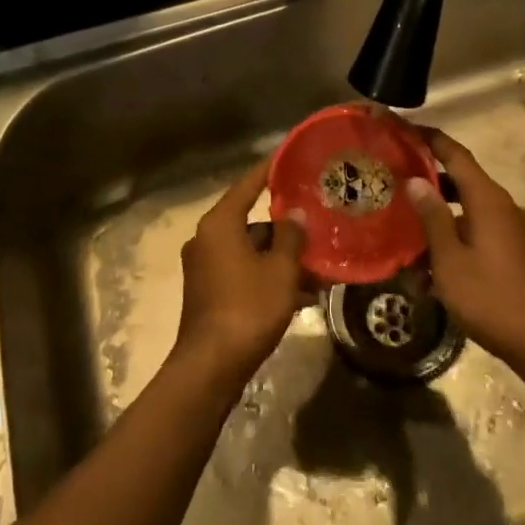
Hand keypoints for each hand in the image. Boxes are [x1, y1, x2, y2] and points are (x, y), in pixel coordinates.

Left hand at [174, 161, 306, 385]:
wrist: (211, 366)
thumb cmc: (247, 308)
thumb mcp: (280, 270)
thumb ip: (290, 237)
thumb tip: (295, 215)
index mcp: (219, 224)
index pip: (248, 185)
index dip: (270, 170)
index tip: (290, 157)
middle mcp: (206, 239)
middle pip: (251, 220)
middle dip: (285, 226)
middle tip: (316, 221)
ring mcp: (205, 267)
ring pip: (251, 250)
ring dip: (281, 257)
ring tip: (319, 265)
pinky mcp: (209, 292)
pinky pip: (244, 272)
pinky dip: (268, 276)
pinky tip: (303, 293)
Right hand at [407, 128, 524, 376]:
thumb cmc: (493, 298)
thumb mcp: (451, 260)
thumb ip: (433, 217)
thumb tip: (415, 181)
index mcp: (488, 199)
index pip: (455, 153)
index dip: (429, 138)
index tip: (400, 129)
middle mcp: (501, 206)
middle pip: (460, 178)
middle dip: (426, 175)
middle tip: (390, 175)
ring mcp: (510, 229)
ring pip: (466, 207)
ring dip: (437, 210)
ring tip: (402, 218)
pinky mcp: (512, 251)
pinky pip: (476, 229)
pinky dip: (452, 233)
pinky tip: (427, 260)